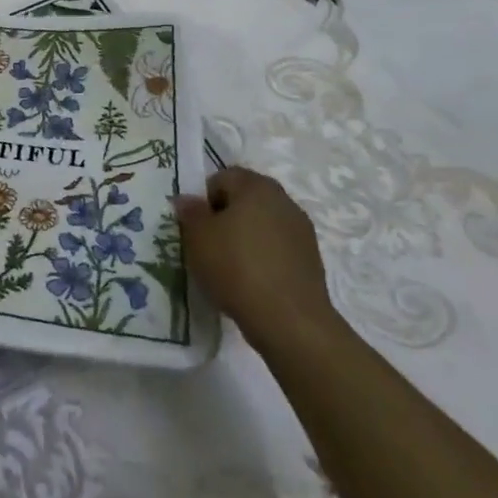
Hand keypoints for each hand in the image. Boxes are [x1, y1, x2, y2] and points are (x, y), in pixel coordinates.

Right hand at [176, 166, 338, 352]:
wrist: (290, 320)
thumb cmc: (236, 267)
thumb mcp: (197, 237)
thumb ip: (190, 212)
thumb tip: (187, 200)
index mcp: (256, 186)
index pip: (222, 177)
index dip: (204, 199)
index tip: (196, 227)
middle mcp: (283, 200)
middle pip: (245, 200)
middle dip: (225, 217)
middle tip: (209, 245)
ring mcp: (301, 231)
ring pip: (262, 225)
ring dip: (245, 238)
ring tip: (229, 267)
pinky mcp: (311, 260)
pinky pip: (277, 249)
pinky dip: (263, 258)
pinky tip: (251, 281)